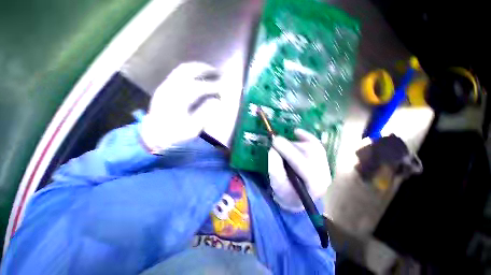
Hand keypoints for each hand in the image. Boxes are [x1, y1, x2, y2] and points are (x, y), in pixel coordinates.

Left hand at [140, 62, 222, 153]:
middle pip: (188, 71)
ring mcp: (165, 86)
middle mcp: (170, 89)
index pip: (198, 87)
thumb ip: (204, 114)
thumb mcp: (191, 129)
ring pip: (182, 69)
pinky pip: (178, 73)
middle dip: (204, 69)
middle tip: (216, 72)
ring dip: (197, 68)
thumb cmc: (174, 134)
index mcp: (178, 100)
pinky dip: (190, 71)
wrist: (153, 135)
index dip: (212, 87)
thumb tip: (215, 101)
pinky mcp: (163, 87)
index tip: (221, 89)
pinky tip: (197, 76)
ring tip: (209, 71)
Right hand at [268, 129, 330, 211]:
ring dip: (295, 144)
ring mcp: (326, 166)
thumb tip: (274, 147)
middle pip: (309, 153)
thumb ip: (274, 165)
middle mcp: (324, 175)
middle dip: (290, 146)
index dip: (288, 151)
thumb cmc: (286, 193)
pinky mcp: (323, 160)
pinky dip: (306, 136)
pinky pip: (316, 143)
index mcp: (314, 186)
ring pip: (312, 147)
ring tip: (283, 147)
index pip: (303, 165)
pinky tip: (296, 133)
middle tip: (276, 142)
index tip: (275, 141)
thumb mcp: (276, 183)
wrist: (297, 198)